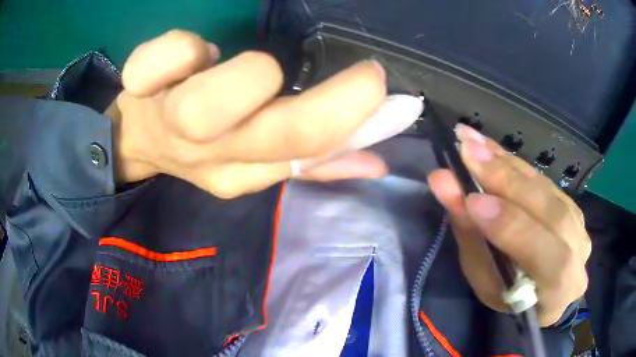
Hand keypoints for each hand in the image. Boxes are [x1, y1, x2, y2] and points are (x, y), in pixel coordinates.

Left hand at [107, 30, 387, 197]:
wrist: (137, 140)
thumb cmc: (198, 146)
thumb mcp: (254, 163)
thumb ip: (315, 163)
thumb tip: (378, 163)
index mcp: (242, 172)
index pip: (305, 152)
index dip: (352, 116)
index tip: (376, 84)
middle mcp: (209, 152)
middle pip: (276, 132)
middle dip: (332, 100)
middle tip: (358, 72)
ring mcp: (169, 117)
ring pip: (211, 102)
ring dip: (249, 74)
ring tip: (248, 68)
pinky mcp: (140, 85)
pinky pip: (162, 59)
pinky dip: (182, 48)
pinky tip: (192, 55)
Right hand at [428, 124, 590, 325]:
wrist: (542, 289)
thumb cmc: (509, 296)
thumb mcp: (486, 282)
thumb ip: (473, 237)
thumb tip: (446, 185)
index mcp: (559, 289)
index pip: (545, 255)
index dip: (511, 226)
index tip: (471, 201)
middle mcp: (578, 251)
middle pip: (551, 211)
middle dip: (507, 180)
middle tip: (467, 150)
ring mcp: (578, 222)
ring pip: (546, 188)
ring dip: (507, 163)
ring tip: (472, 141)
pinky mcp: (570, 202)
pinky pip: (542, 178)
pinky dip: (514, 162)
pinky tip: (490, 148)